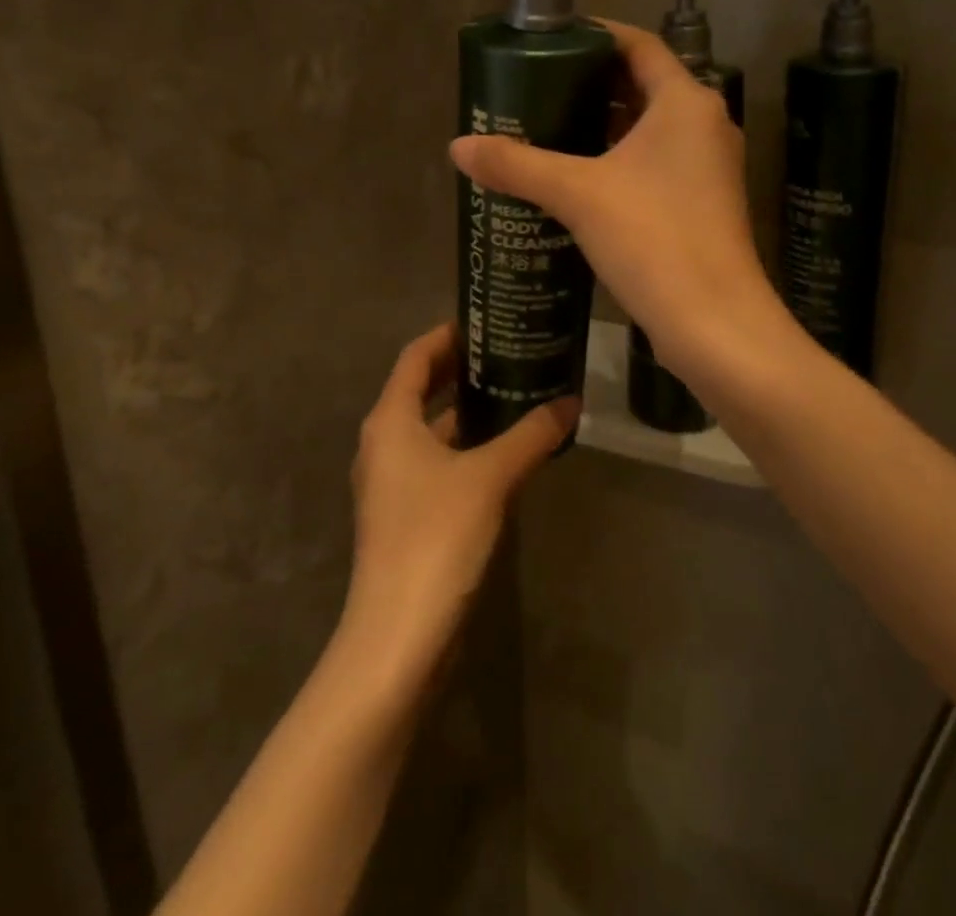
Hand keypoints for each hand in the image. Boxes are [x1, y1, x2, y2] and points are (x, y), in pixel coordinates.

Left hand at [339, 323, 574, 689]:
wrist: (398, 635)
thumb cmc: (436, 537)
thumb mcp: (489, 477)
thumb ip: (531, 436)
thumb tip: (571, 401)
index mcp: (390, 421)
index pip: (415, 357)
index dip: (447, 335)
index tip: (485, 321)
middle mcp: (383, 443)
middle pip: (420, 389)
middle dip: (460, 370)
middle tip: (508, 352)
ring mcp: (391, 482)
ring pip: (430, 429)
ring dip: (466, 411)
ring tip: (515, 393)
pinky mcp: (406, 514)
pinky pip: (436, 462)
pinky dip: (465, 447)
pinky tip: (504, 451)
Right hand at [449, 20, 785, 383]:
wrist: (714, 324)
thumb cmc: (653, 239)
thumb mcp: (578, 195)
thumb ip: (517, 165)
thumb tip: (458, 146)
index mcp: (686, 103)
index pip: (639, 46)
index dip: (595, 36)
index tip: (550, 40)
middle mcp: (705, 126)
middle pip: (642, 87)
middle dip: (590, 86)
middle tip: (536, 89)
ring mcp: (708, 168)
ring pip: (648, 131)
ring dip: (602, 128)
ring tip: (547, 131)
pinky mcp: (703, 205)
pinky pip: (655, 166)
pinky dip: (618, 163)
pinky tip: (577, 182)